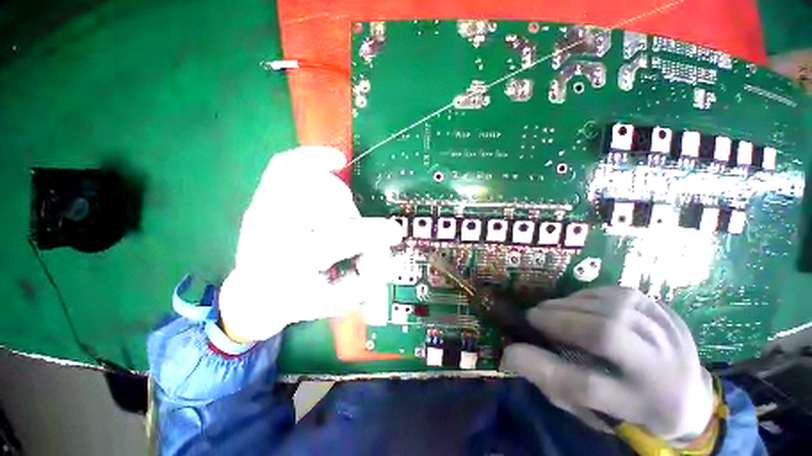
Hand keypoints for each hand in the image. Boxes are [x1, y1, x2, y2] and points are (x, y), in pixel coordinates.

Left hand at [218, 147, 401, 341]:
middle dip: (353, 218)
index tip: (394, 233)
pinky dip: (315, 157)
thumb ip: (367, 279)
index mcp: (291, 264)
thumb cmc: (296, 301)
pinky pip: (287, 163)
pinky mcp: (263, 197)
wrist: (253, 293)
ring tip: (340, 215)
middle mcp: (273, 231)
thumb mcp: (334, 301)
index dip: (372, 232)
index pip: (339, 238)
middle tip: (356, 231)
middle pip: (329, 205)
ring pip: (316, 183)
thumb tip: (388, 252)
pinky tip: (336, 160)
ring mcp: (264, 209)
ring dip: (340, 197)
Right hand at [500, 287, 714, 444]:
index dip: (545, 367)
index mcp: (644, 407)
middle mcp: (664, 370)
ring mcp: (671, 335)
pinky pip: (619, 294)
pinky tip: (578, 304)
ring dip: (569, 305)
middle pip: (606, 335)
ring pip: (612, 307)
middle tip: (532, 317)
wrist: (691, 398)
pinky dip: (589, 296)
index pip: (589, 387)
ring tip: (550, 310)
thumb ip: (555, 384)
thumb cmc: (631, 410)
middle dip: (557, 321)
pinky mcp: (667, 311)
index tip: (511, 352)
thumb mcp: (594, 412)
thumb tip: (515, 353)